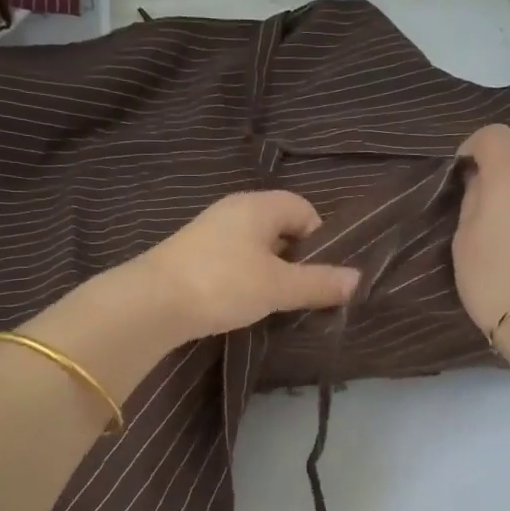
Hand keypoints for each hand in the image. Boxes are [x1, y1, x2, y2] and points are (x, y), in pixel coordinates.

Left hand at [126, 190, 361, 343]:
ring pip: (256, 248)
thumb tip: (358, 279)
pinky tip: (243, 304)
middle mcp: (234, 211)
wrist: (151, 303)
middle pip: (280, 228)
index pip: (304, 209)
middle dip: (296, 259)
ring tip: (276, 303)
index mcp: (258, 206)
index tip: (321, 274)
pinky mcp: (193, 256)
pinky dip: (246, 279)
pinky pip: (234, 261)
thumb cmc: (223, 284)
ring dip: (271, 272)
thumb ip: (319, 283)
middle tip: (303, 292)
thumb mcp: (278, 286)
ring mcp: (210, 233)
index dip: (320, 239)